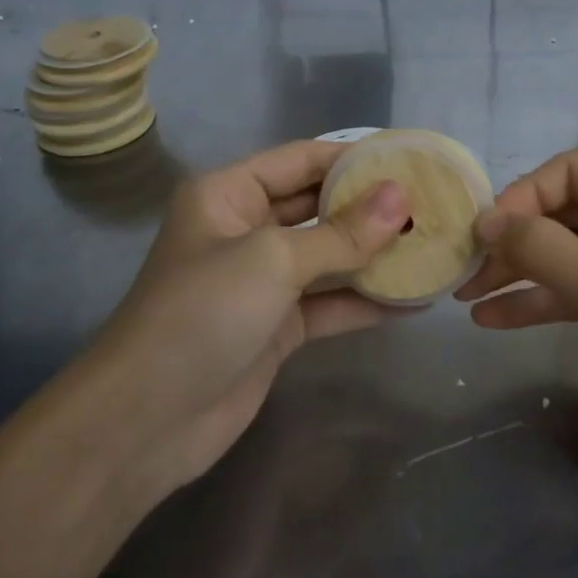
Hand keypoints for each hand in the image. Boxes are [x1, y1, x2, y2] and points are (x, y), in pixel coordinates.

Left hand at [97, 140, 409, 499]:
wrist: (145, 421)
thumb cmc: (202, 313)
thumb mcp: (274, 260)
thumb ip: (341, 232)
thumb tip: (401, 198)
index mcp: (230, 194)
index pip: (301, 159)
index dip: (354, 156)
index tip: (409, 158)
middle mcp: (246, 229)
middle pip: (318, 206)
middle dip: (371, 207)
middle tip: (431, 203)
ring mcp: (262, 281)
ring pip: (328, 257)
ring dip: (374, 255)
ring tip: (432, 245)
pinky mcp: (277, 326)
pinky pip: (329, 303)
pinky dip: (365, 302)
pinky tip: (414, 300)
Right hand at [455, 150, 577, 442]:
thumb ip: (543, 250)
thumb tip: (486, 220)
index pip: (569, 171)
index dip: (519, 200)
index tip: (479, 237)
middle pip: (566, 210)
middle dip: (515, 242)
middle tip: (464, 271)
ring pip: (571, 250)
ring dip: (522, 273)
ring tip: (467, 298)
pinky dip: (545, 298)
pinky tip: (497, 319)